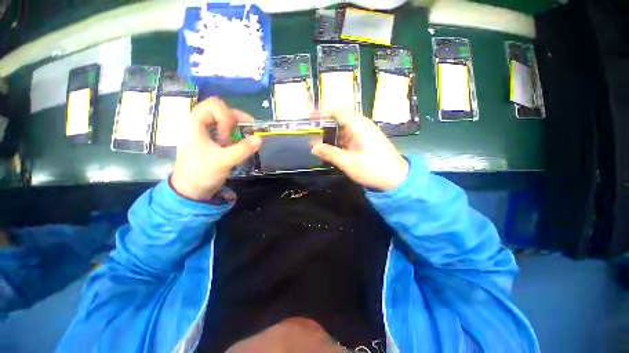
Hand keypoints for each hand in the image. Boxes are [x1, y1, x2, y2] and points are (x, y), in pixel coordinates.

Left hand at [171, 97, 260, 200]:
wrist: (191, 191)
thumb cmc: (201, 173)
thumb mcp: (222, 161)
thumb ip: (242, 150)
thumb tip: (260, 139)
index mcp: (195, 123)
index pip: (214, 105)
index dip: (226, 116)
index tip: (229, 135)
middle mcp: (200, 124)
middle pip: (223, 111)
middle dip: (236, 122)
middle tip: (244, 135)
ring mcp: (207, 133)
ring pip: (227, 121)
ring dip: (239, 130)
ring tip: (242, 143)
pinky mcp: (214, 142)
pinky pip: (229, 132)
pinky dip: (238, 137)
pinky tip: (241, 146)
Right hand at [311, 110, 408, 190]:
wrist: (397, 179)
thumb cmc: (373, 169)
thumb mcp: (348, 162)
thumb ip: (330, 153)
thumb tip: (313, 147)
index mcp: (359, 125)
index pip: (339, 111)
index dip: (323, 112)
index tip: (310, 117)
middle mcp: (363, 125)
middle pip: (341, 118)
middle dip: (326, 124)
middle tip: (313, 131)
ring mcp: (366, 134)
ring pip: (345, 129)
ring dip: (333, 134)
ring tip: (319, 141)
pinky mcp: (367, 142)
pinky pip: (350, 137)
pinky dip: (340, 141)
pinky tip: (333, 148)